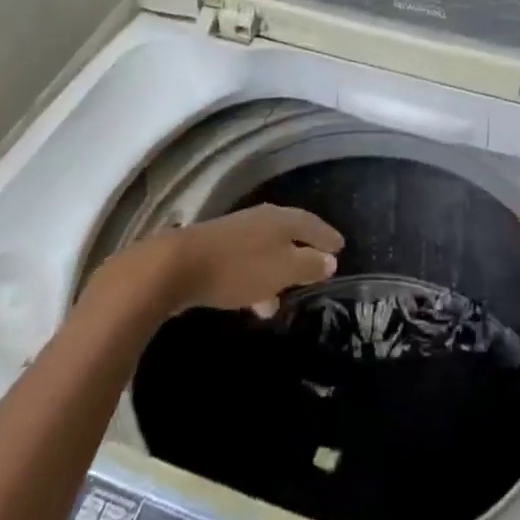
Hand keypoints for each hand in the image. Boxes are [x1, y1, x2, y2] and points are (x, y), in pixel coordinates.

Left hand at [136, 205, 343, 317]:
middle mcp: (262, 219)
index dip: (328, 236)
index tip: (341, 247)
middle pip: (290, 234)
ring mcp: (238, 232)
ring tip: (284, 299)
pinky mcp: (218, 249)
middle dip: (304, 252)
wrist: (178, 266)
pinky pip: (249, 262)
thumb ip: (308, 265)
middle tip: (319, 268)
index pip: (313, 224)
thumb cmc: (239, 268)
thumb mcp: (282, 270)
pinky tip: (254, 300)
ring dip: (278, 271)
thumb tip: (330, 259)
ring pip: (268, 250)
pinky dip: (258, 277)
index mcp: (282, 219)